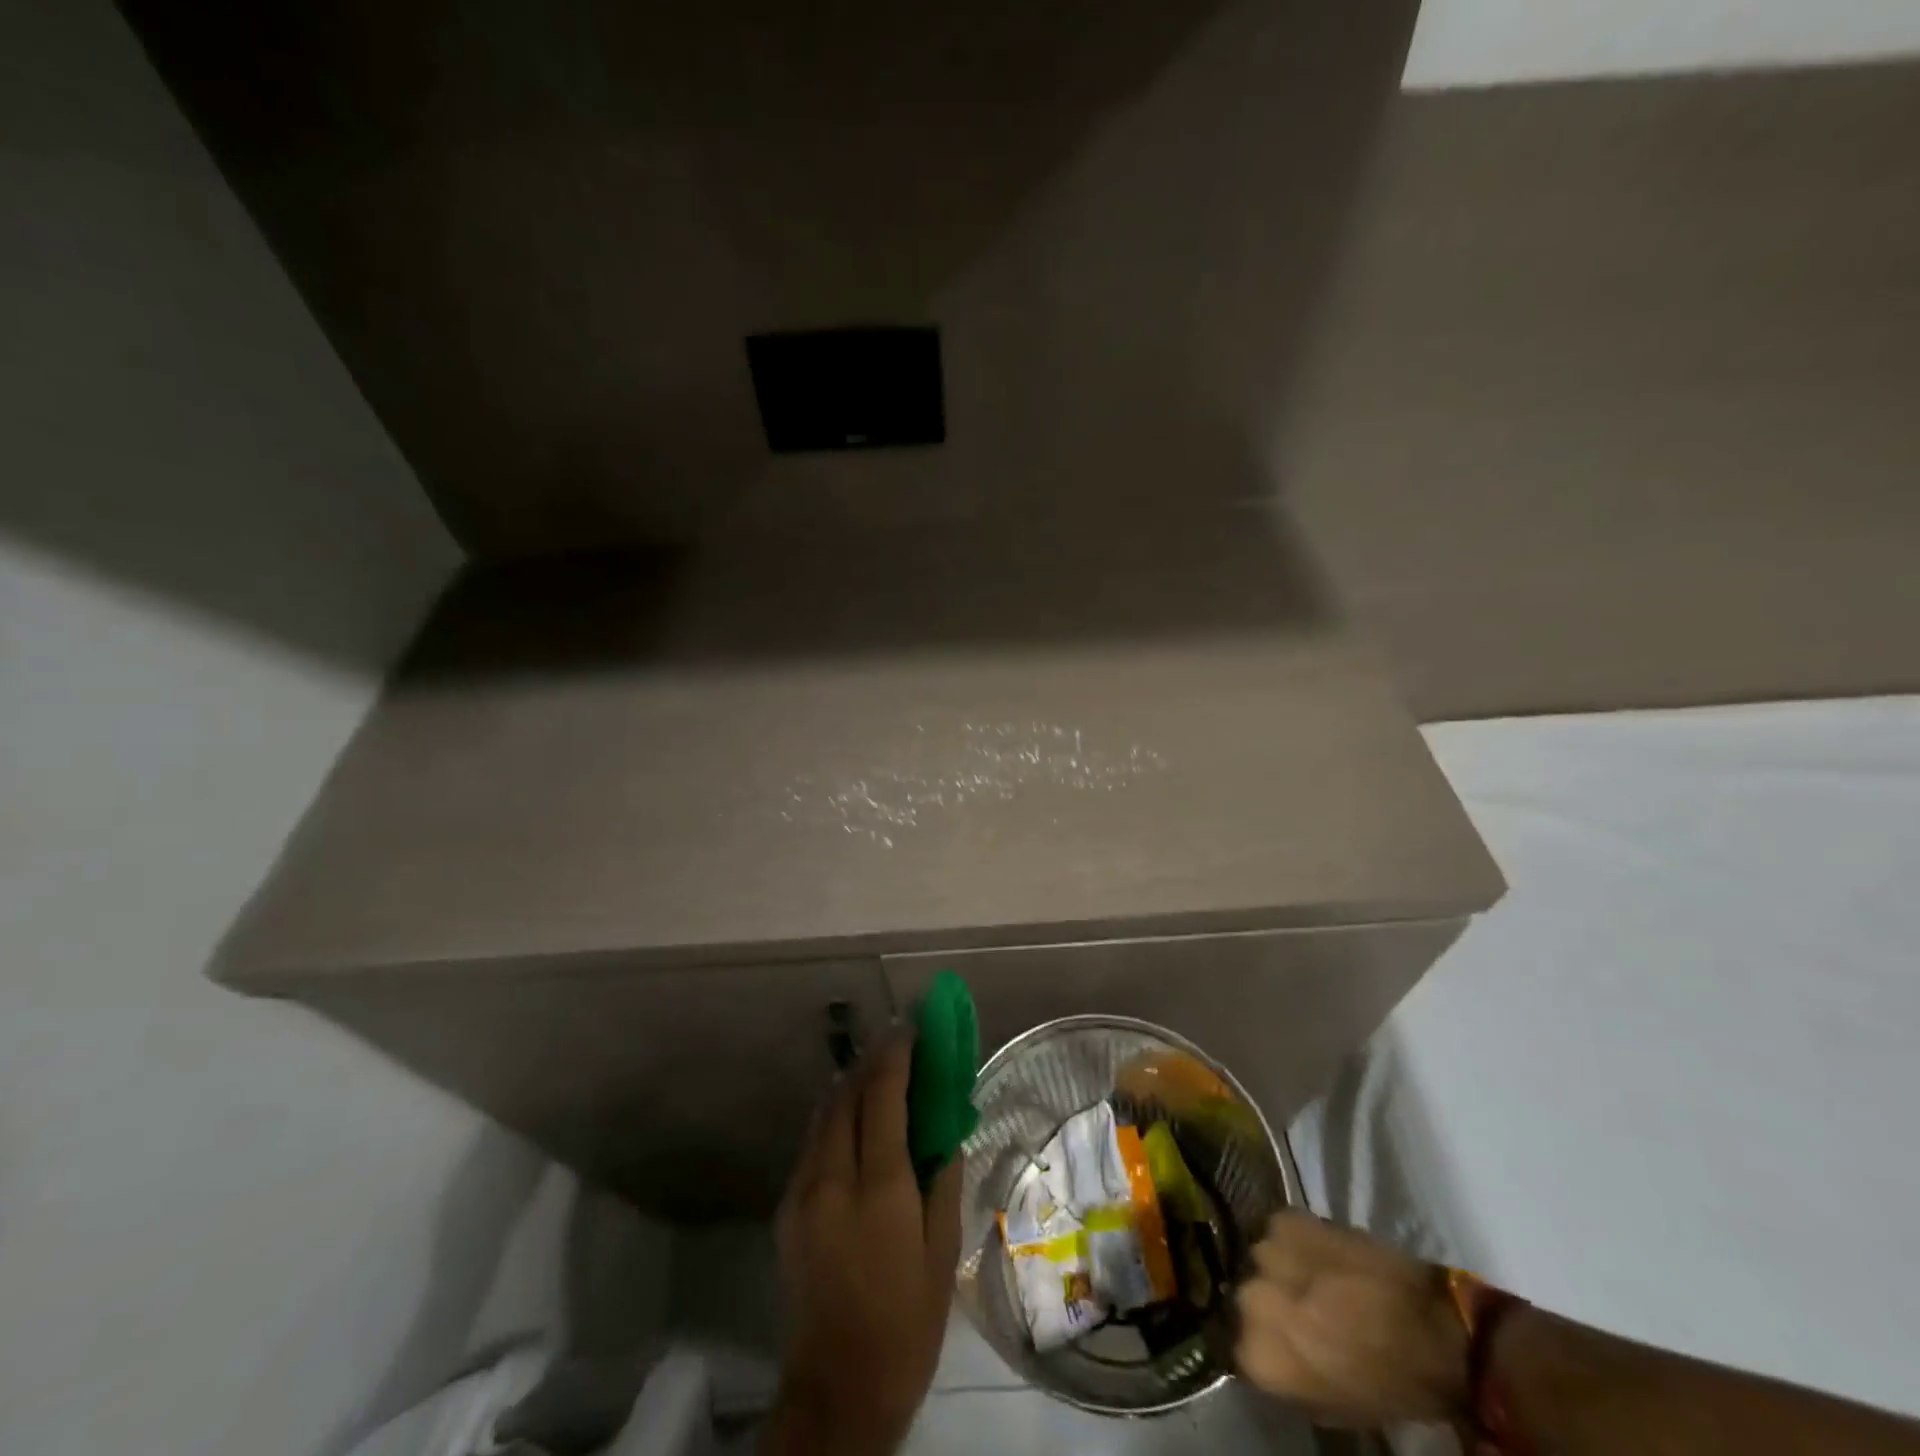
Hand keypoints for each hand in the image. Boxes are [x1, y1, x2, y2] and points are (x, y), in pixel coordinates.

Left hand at [764, 1038, 963, 1455]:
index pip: (883, 1096)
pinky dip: (834, 1116)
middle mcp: (833, 1177)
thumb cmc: (907, 1320)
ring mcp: (802, 1190)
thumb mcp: (943, 1251)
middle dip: (872, 1061)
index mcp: (878, 1187)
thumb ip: (942, 1178)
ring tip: (875, 1070)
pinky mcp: (787, 1207)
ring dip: (850, 1085)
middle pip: (847, 1095)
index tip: (911, 1028)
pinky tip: (853, 1119)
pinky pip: (813, 1141)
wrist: (838, 1386)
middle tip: (896, 1042)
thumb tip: (944, 1125)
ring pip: (823, 1114)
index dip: (896, 1055)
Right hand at [1234, 1212, 1467, 1427]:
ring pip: (1261, 1257)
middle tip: (1297, 1305)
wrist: (1433, 1330)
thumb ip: (1283, 1368)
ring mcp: (1265, 1251)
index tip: (1280, 1339)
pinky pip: (1277, 1229)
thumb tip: (1266, 1346)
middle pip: (1246, 1294)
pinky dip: (1293, 1240)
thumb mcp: (1329, 1402)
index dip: (1261, 1339)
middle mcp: (1250, 1299)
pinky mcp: (1286, 1217)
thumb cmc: (1386, 1382)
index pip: (1236, 1341)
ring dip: (1279, 1266)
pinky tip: (1318, 1253)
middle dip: (1267, 1298)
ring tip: (1309, 1275)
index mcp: (1258, 1354)